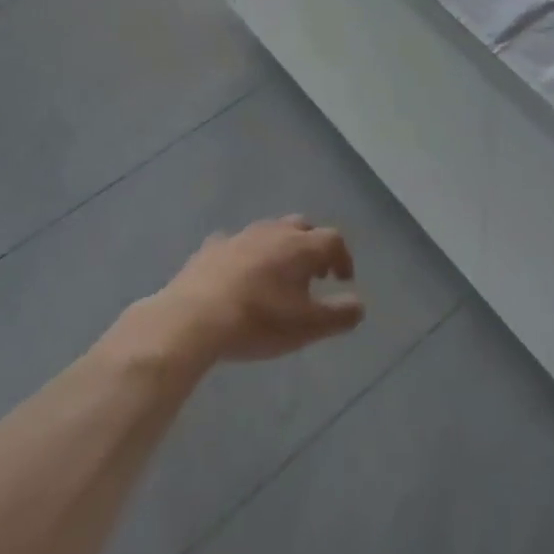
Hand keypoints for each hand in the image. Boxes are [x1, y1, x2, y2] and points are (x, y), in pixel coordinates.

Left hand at [151, 216, 365, 364]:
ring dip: (280, 247)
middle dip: (313, 246)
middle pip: (302, 227)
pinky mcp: (212, 248)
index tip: (343, 280)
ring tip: (278, 275)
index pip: (333, 239)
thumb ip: (339, 315)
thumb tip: (360, 305)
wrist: (194, 318)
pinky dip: (245, 254)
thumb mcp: (307, 327)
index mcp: (301, 246)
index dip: (343, 257)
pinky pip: (236, 244)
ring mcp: (240, 236)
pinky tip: (239, 273)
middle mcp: (274, 232)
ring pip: (270, 231)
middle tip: (314, 273)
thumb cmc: (259, 321)